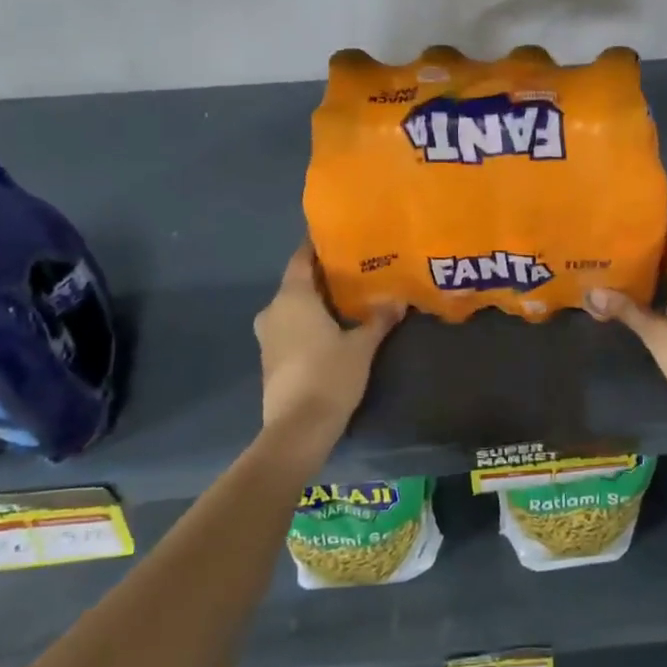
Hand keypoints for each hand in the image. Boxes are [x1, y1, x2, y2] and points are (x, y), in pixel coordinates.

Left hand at [254, 243, 403, 451]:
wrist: (297, 429)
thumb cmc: (329, 375)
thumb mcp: (362, 346)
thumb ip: (379, 319)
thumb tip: (399, 299)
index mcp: (292, 297)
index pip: (301, 258)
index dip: (317, 246)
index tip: (339, 237)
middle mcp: (274, 310)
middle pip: (297, 282)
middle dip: (323, 276)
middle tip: (354, 269)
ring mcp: (267, 336)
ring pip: (292, 306)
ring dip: (315, 301)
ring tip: (347, 299)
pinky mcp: (270, 358)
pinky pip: (290, 326)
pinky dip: (308, 321)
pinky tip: (331, 327)